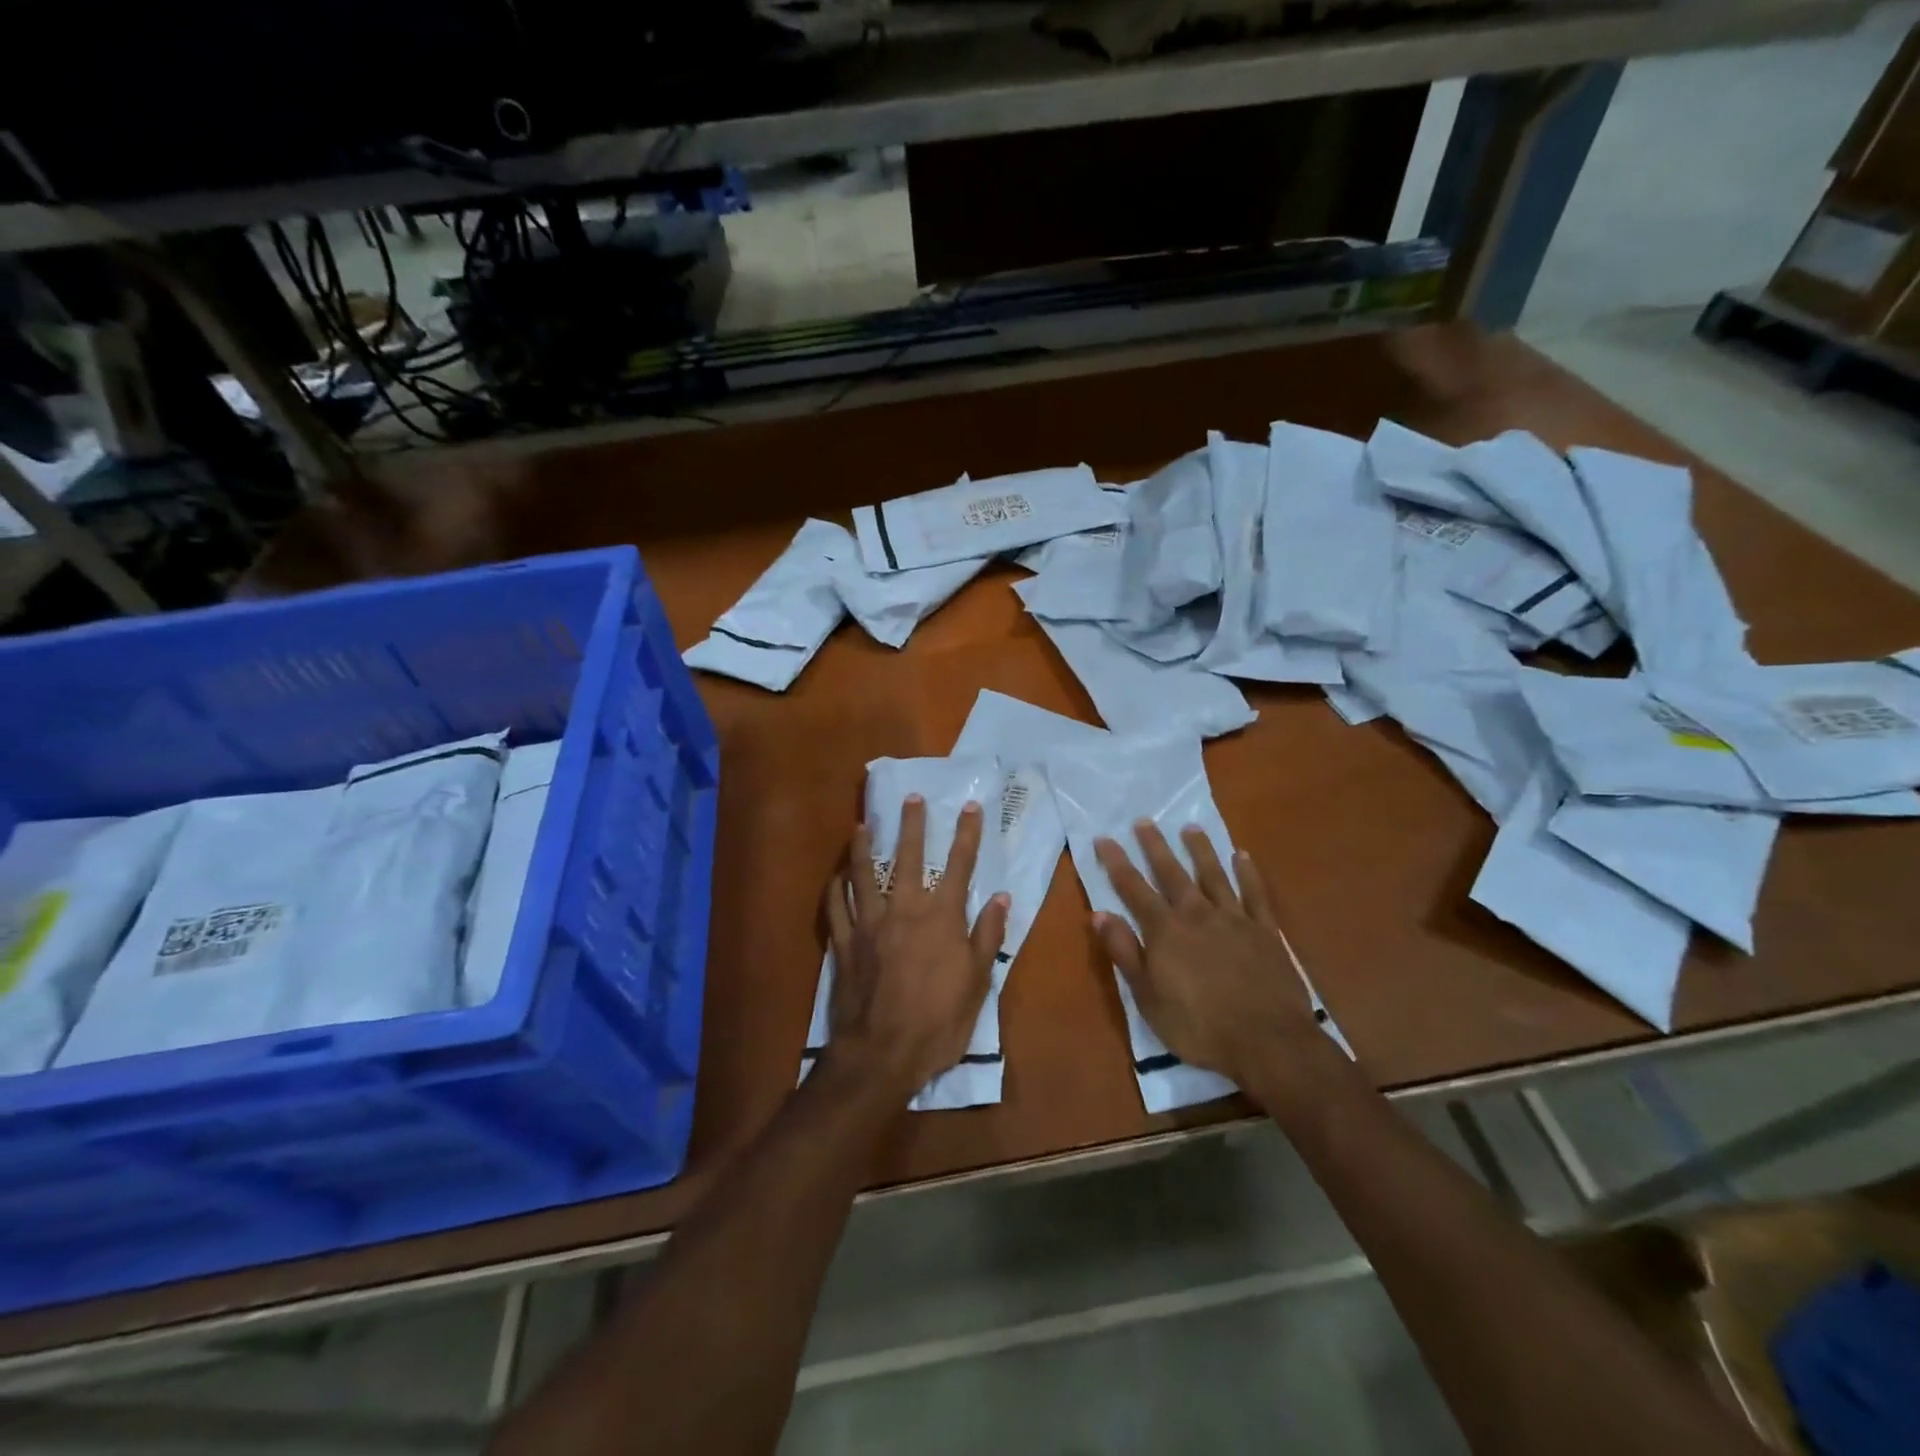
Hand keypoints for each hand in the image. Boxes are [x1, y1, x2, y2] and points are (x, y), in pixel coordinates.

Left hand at [825, 794, 1009, 1100]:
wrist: (881, 1053)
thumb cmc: (937, 1022)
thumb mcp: (976, 983)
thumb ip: (987, 937)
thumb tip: (1001, 898)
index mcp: (941, 917)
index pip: (958, 865)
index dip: (966, 834)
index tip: (970, 807)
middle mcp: (904, 909)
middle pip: (907, 857)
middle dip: (911, 824)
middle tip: (911, 797)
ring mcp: (868, 923)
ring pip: (864, 873)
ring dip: (863, 846)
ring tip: (863, 825)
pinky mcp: (843, 941)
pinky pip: (835, 905)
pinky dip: (836, 886)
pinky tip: (837, 875)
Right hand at [1092, 823, 1318, 1088]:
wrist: (1268, 1042)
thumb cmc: (1199, 1026)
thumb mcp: (1148, 998)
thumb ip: (1124, 953)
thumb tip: (1099, 914)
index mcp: (1165, 931)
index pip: (1134, 889)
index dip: (1117, 863)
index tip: (1104, 838)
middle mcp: (1197, 915)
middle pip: (1172, 873)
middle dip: (1155, 846)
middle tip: (1144, 820)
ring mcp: (1235, 920)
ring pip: (1214, 875)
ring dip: (1200, 850)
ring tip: (1190, 827)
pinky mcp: (1266, 932)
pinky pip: (1256, 895)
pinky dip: (1248, 873)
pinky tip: (1242, 856)